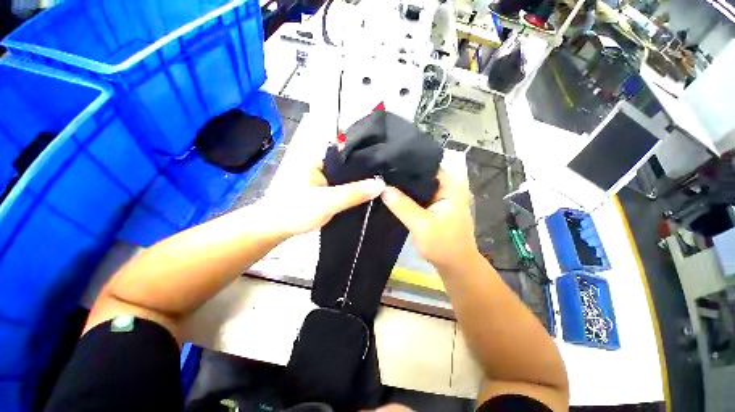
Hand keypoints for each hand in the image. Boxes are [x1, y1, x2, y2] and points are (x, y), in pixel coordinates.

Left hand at [258, 162, 384, 237]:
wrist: (275, 229)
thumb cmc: (296, 210)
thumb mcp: (328, 201)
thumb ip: (353, 193)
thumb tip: (381, 184)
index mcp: (319, 160)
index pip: (348, 154)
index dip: (367, 160)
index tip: (386, 166)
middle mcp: (322, 167)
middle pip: (348, 168)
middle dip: (365, 174)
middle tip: (387, 179)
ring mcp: (322, 180)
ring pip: (345, 180)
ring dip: (359, 185)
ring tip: (381, 187)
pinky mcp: (323, 192)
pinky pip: (342, 190)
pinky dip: (352, 193)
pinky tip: (365, 197)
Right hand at [381, 170, 479, 273]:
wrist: (455, 266)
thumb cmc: (443, 245)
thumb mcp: (421, 225)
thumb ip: (402, 205)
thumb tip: (382, 187)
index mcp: (450, 185)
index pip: (426, 165)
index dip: (406, 164)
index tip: (386, 165)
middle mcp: (446, 186)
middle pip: (421, 174)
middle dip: (402, 175)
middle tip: (380, 174)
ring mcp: (440, 196)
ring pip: (418, 186)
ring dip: (403, 186)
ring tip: (383, 182)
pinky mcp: (433, 205)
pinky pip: (417, 196)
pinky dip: (406, 196)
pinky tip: (391, 195)